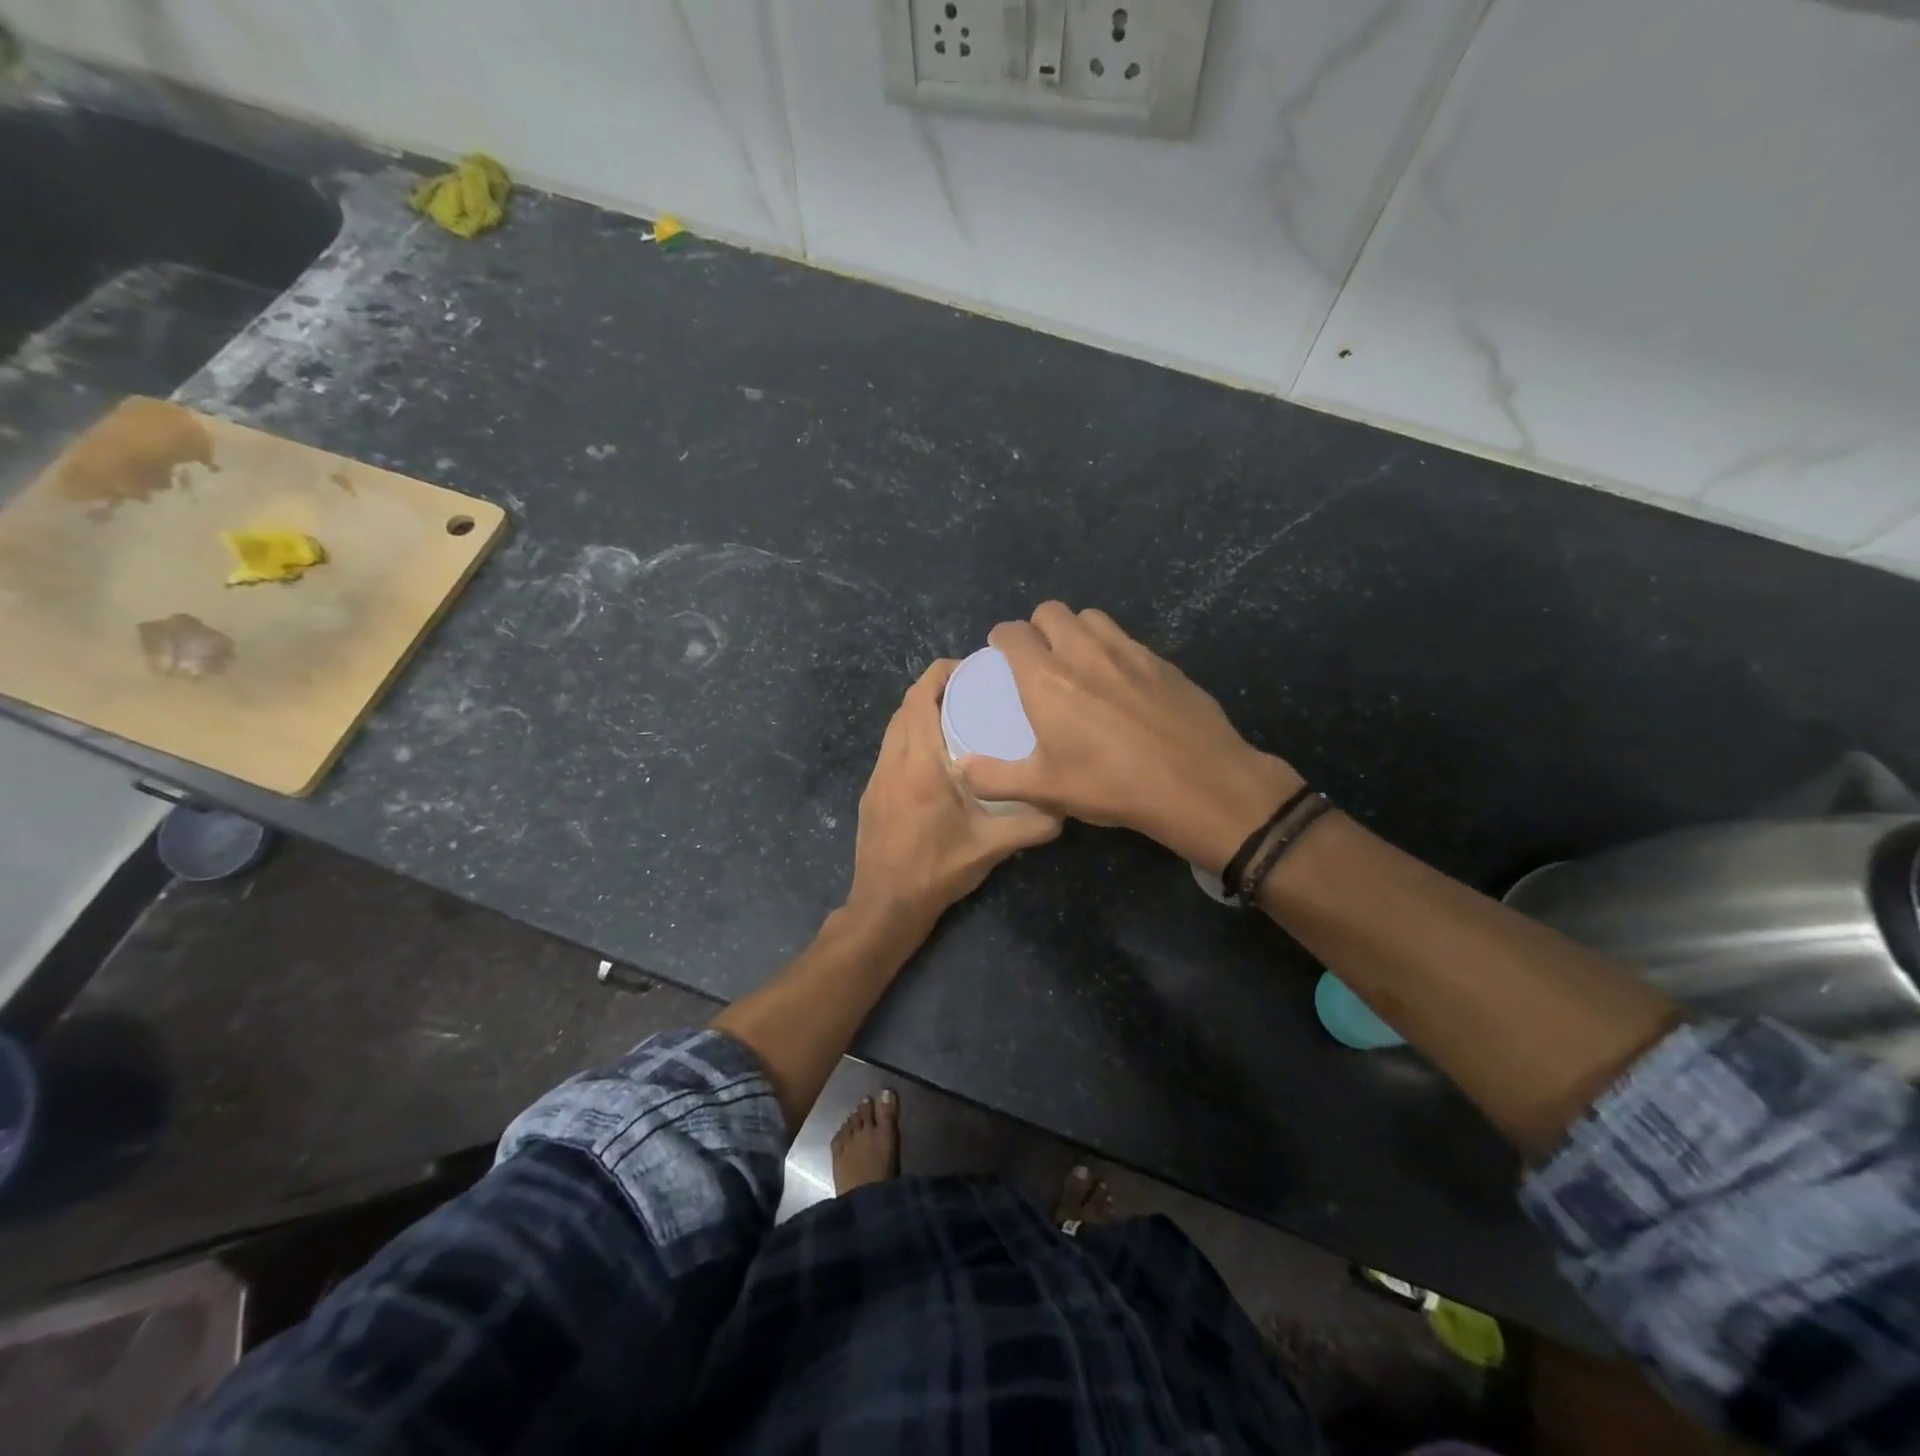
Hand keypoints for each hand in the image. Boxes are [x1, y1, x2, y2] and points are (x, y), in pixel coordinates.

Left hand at [846, 659, 1061, 933]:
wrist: (885, 905)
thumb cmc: (936, 870)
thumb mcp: (991, 847)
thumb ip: (1032, 824)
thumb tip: (1067, 806)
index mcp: (919, 763)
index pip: (921, 698)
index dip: (941, 674)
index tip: (971, 667)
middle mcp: (892, 761)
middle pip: (906, 706)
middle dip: (935, 689)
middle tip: (973, 691)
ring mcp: (877, 777)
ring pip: (894, 728)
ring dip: (920, 713)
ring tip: (957, 717)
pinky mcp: (872, 793)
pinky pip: (890, 749)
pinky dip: (910, 736)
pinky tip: (936, 757)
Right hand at [955, 603, 1299, 872]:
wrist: (1198, 782)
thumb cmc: (1111, 785)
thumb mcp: (1045, 790)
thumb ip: (995, 778)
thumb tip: (962, 768)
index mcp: (1046, 678)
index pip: (1013, 632)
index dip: (1001, 638)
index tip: (1001, 654)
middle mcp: (1084, 651)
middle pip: (1051, 611)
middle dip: (1038, 627)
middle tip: (1040, 659)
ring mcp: (1128, 651)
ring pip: (1092, 618)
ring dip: (1076, 631)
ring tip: (1079, 663)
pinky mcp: (1162, 661)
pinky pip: (1126, 639)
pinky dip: (1112, 649)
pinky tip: (1121, 684)